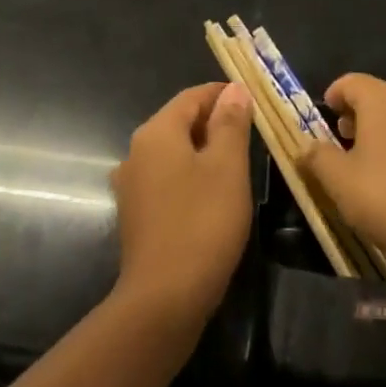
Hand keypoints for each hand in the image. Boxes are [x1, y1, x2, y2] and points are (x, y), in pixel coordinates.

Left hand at [110, 81, 254, 327]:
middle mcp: (136, 151)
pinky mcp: (136, 213)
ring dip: (203, 150)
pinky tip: (212, 193)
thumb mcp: (227, 167)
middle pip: (179, 122)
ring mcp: (132, 184)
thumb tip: (234, 90)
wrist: (164, 296)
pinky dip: (190, 175)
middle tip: (252, 131)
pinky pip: (166, 178)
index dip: (222, 94)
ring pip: (173, 152)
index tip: (254, 100)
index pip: (191, 97)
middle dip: (214, 121)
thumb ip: (231, 123)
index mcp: (156, 133)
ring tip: (237, 161)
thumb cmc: (203, 222)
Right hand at [300, 74, 385, 287]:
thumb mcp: (339, 182)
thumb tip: (306, 146)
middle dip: (360, 114)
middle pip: (381, 97)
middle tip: (344, 140)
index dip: (335, 95)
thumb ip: (318, 158)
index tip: (325, 116)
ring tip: (373, 165)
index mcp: (383, 102)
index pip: (352, 82)